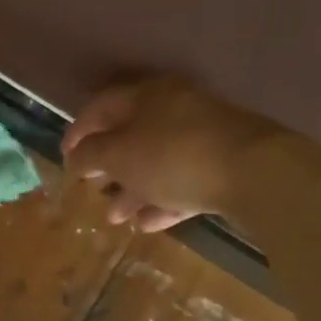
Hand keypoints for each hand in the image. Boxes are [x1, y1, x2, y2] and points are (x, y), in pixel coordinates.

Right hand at [62, 77, 276, 231]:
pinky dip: (162, 200)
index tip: (64, 158)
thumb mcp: (120, 155)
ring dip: (133, 190)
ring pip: (158, 163)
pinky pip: (184, 182)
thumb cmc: (173, 156)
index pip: (102, 107)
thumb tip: (76, 157)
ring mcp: (204, 138)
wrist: (256, 173)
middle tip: (92, 189)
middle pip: (132, 136)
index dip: (78, 131)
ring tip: (116, 218)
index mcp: (148, 96)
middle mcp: (175, 110)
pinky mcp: (224, 166)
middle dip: (109, 167)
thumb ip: (91, 155)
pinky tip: (147, 224)